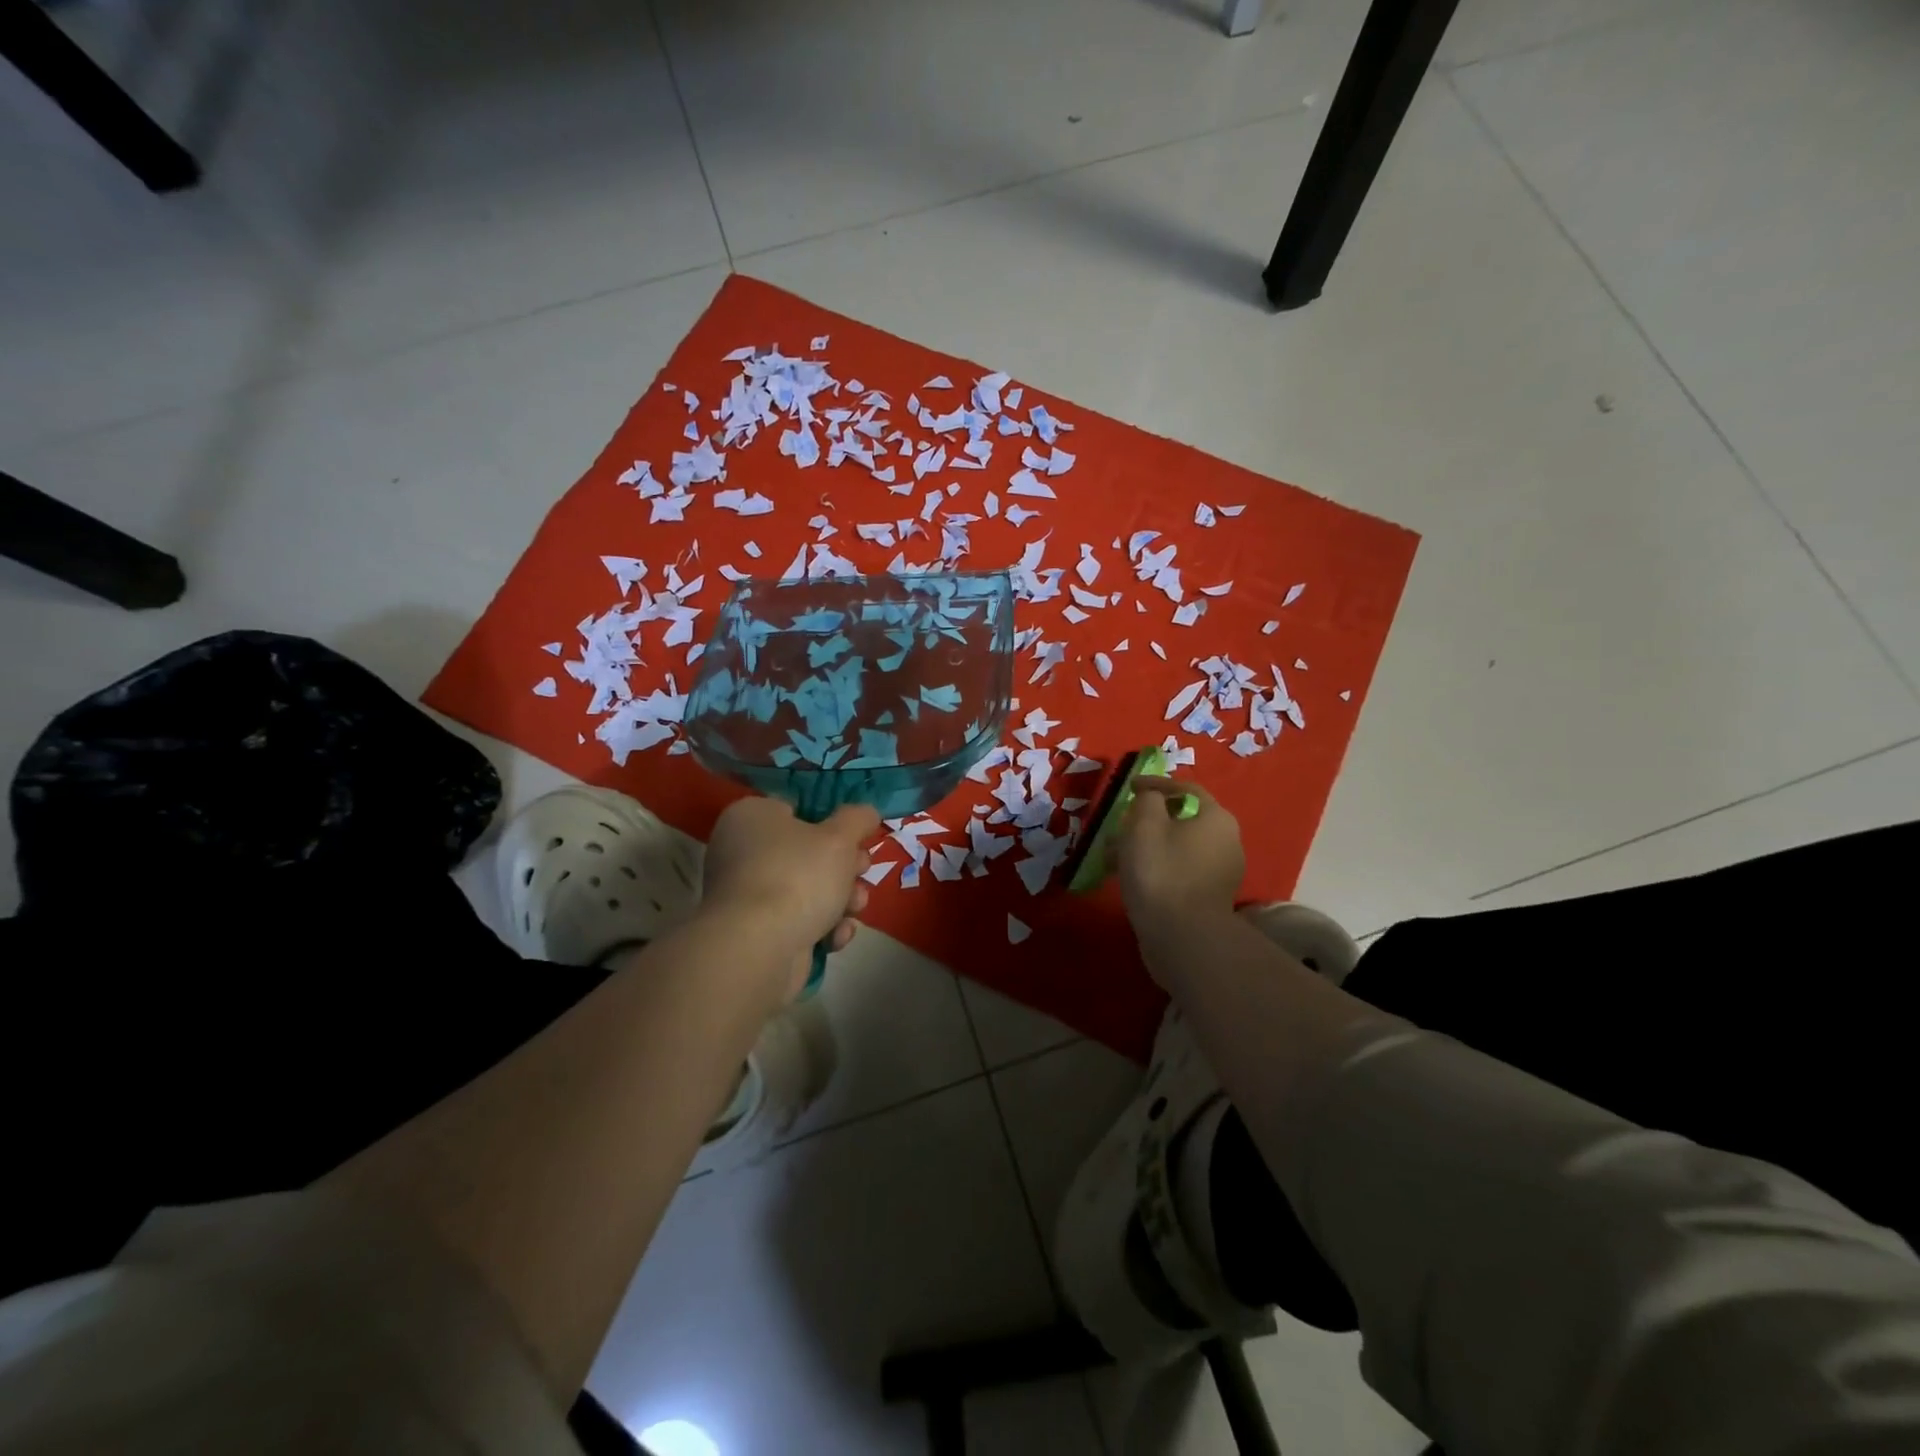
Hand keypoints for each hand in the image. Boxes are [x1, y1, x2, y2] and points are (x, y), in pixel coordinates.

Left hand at [701, 797, 879, 999]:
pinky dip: (820, 928)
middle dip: (844, 867)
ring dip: (840, 900)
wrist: (759, 948)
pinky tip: (836, 937)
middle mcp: (741, 852)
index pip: (796, 810)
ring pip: (806, 890)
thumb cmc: (798, 876)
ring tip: (857, 908)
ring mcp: (746, 896)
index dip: (831, 824)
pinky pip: (795, 921)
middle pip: (806, 853)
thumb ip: (857, 819)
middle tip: (863, 871)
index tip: (857, 838)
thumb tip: (866, 813)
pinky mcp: (754, 933)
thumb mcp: (840, 837)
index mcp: (751, 817)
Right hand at [1116, 778, 1244, 945]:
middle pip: (1180, 820)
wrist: (1182, 937)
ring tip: (1113, 855)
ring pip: (1175, 848)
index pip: (1185, 788)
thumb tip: (1152, 799)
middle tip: (1118, 825)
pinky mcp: (1208, 898)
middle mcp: (1226, 841)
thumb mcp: (1145, 824)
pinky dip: (1154, 867)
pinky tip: (1128, 877)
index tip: (1128, 787)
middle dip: (1145, 821)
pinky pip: (1177, 871)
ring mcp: (1219, 873)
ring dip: (1145, 846)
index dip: (1154, 784)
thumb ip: (1147, 800)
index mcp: (1216, 818)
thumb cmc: (1162, 870)